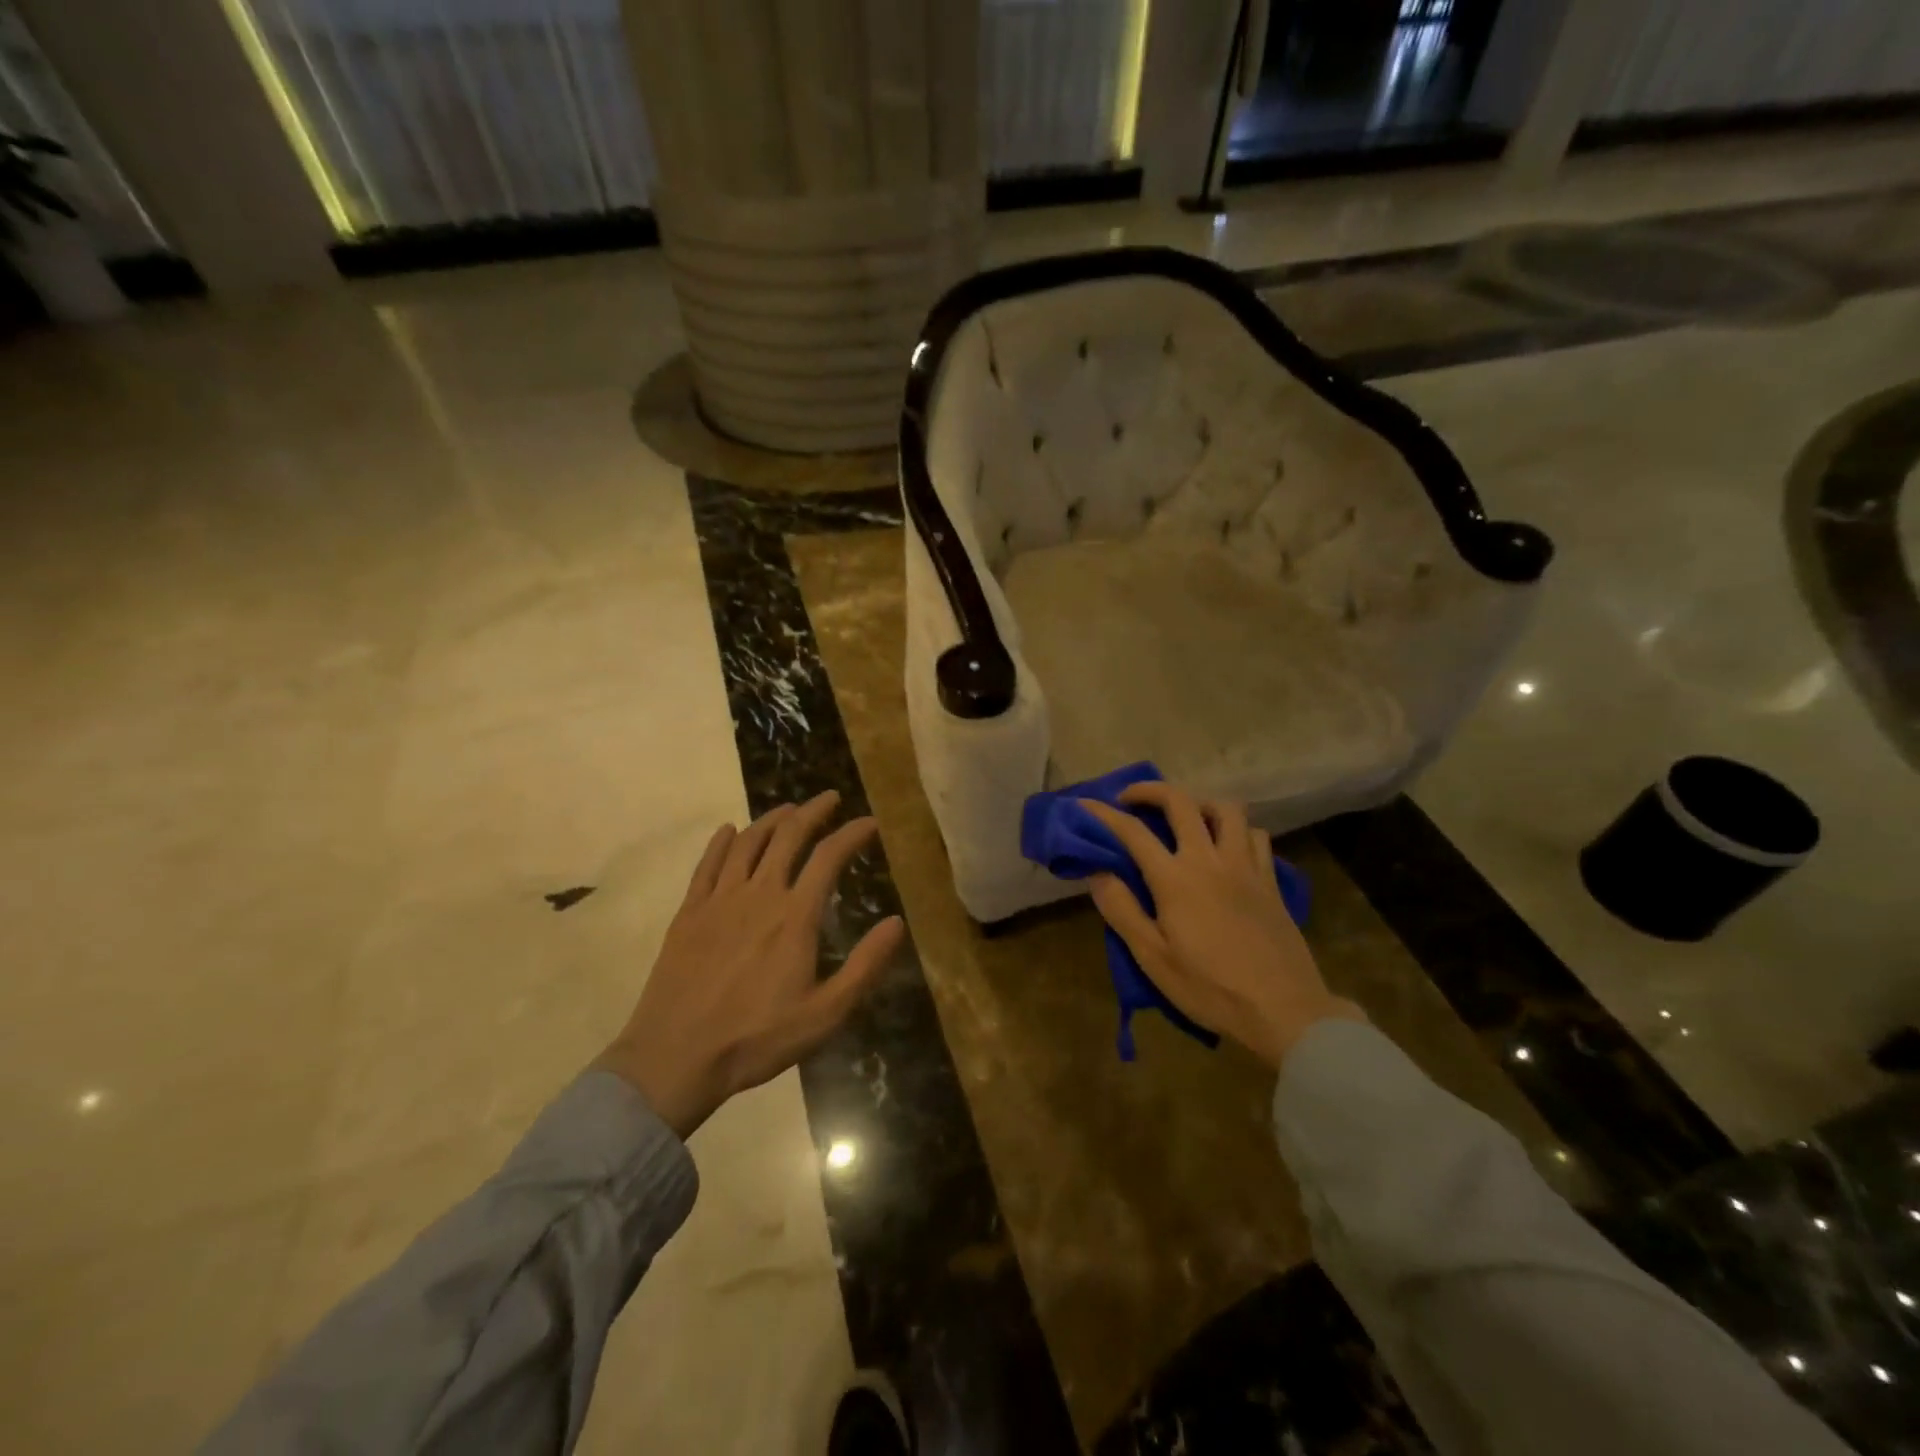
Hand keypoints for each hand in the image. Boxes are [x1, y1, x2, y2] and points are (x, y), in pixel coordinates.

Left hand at [597, 791, 904, 1137]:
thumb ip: (865, 966)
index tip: (870, 822)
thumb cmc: (757, 1039)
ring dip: (772, 820)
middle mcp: (758, 895)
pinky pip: (707, 864)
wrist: (675, 1058)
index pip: (829, 857)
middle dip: (813, 812)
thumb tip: (897, 922)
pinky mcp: (689, 913)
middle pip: (788, 837)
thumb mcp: (825, 1013)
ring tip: (788, 810)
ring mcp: (719, 900)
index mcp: (795, 916)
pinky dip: (721, 842)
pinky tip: (729, 831)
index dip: (852, 833)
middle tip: (830, 799)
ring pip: (748, 843)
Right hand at [1081, 782, 1363, 1068]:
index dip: (1105, 814)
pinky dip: (1236, 829)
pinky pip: (1255, 835)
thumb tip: (1098, 873)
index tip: (1086, 805)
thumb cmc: (1210, 988)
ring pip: (1226, 809)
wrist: (1284, 1010)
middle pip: (1181, 802)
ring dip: (1199, 803)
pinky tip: (1227, 845)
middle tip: (1131, 799)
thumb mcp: (1153, 958)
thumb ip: (1122, 910)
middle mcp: (1210, 860)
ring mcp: (1245, 867)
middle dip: (1150, 791)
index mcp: (1175, 879)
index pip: (1133, 832)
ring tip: (1185, 817)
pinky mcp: (1271, 881)